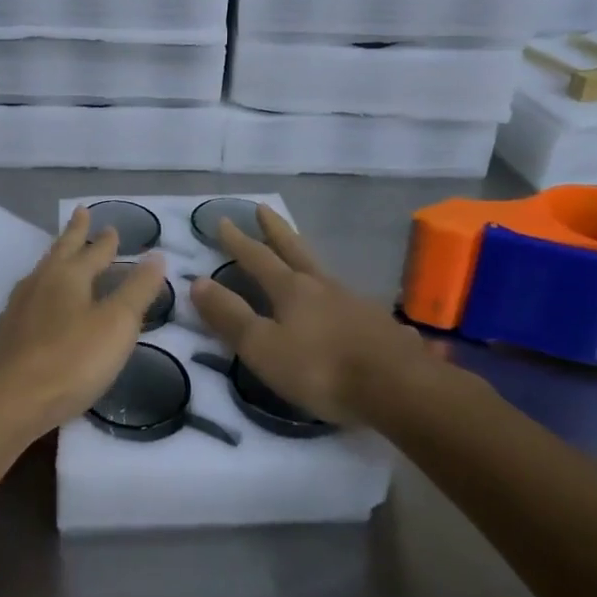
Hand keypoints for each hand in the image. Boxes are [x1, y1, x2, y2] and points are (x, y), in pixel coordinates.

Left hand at [0, 207, 167, 439]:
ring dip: (57, 258)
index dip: (106, 240)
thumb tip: (156, 255)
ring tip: (62, 256)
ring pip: (42, 272)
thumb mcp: (116, 324)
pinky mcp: (8, 332)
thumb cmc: (71, 360)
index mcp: (68, 275)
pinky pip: (31, 296)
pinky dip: (44, 289)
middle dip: (74, 233)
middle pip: (61, 250)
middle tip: (80, 213)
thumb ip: (137, 290)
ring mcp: (19, 307)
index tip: (112, 226)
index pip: (93, 250)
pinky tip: (42, 303)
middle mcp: (40, 282)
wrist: (8, 401)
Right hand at [189, 206, 441, 425]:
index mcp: (291, 290)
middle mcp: (323, 287)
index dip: (238, 241)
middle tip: (263, 208)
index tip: (222, 220)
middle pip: (295, 250)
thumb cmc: (321, 368)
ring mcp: (356, 303)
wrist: (399, 388)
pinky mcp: (380, 326)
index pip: (257, 258)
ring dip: (308, 259)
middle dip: (275, 230)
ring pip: (325, 273)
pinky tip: (353, 309)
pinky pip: (354, 303)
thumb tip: (197, 281)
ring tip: (302, 257)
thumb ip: (230, 316)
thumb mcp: (263, 347)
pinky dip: (343, 299)